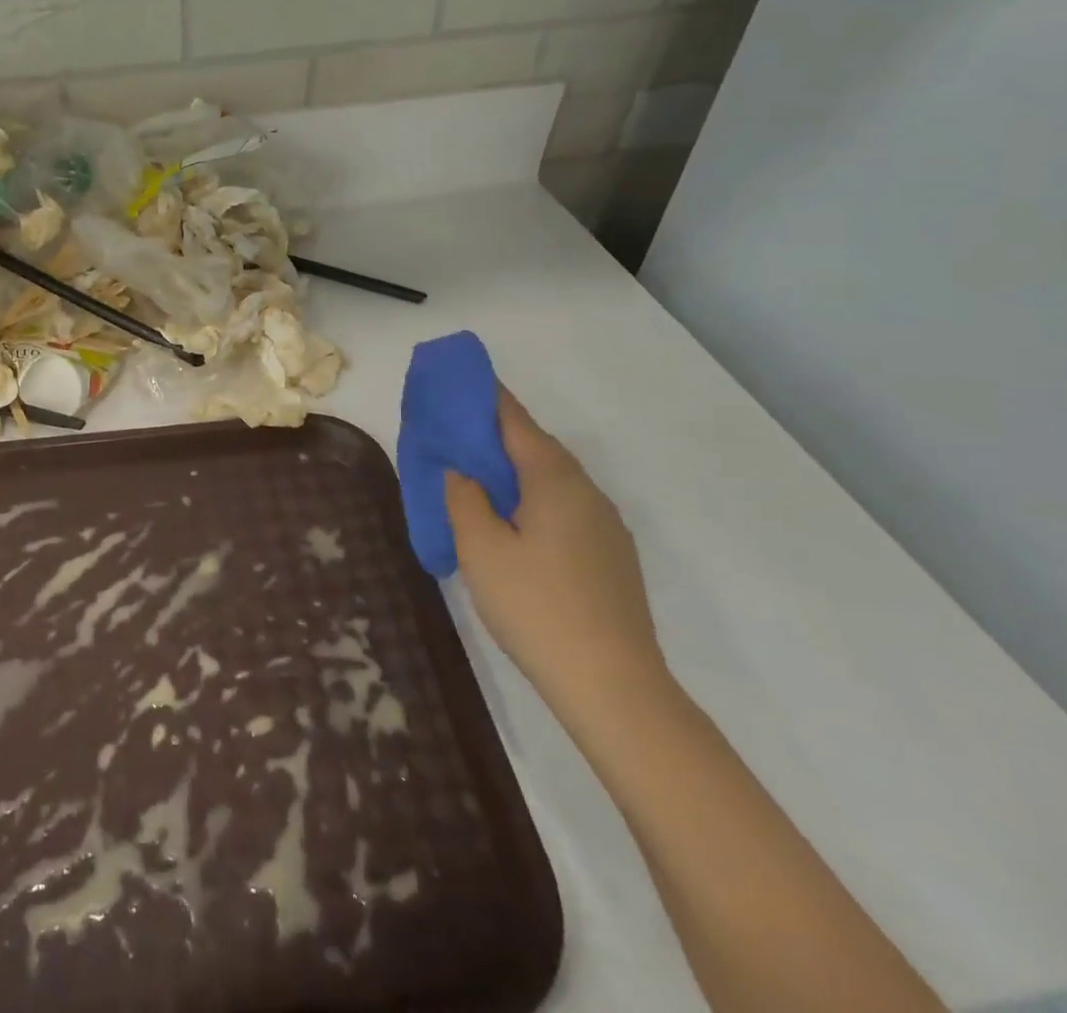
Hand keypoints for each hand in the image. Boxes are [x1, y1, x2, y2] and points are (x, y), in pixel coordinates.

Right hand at [444, 393, 665, 723]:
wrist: (614, 686)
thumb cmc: (536, 606)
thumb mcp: (480, 548)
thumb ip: (464, 498)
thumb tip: (462, 472)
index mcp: (554, 478)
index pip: (514, 419)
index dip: (484, 396)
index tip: (455, 380)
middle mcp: (586, 490)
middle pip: (535, 446)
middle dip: (494, 435)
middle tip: (452, 436)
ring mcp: (605, 524)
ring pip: (551, 479)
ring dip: (513, 470)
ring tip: (475, 479)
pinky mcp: (611, 555)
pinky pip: (564, 507)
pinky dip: (532, 499)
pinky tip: (512, 525)